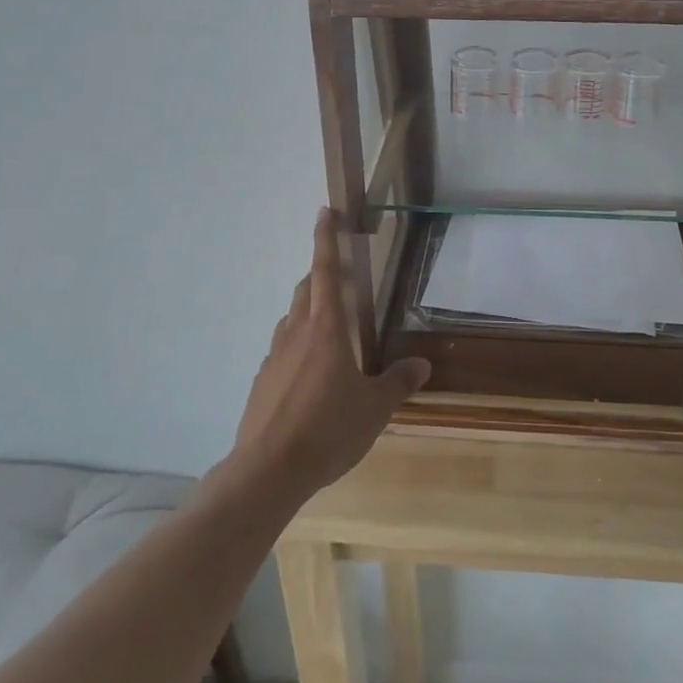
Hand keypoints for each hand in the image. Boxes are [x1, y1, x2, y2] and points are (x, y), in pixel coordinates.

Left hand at [229, 209, 430, 502]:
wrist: (267, 471)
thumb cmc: (328, 430)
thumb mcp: (374, 409)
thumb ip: (397, 382)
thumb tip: (421, 365)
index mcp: (326, 329)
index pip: (327, 271)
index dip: (326, 238)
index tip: (325, 211)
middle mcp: (296, 333)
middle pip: (307, 290)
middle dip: (322, 276)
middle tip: (342, 279)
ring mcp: (274, 356)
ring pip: (291, 318)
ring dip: (308, 310)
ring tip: (329, 328)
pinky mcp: (261, 380)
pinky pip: (282, 349)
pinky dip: (296, 345)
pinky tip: (308, 374)